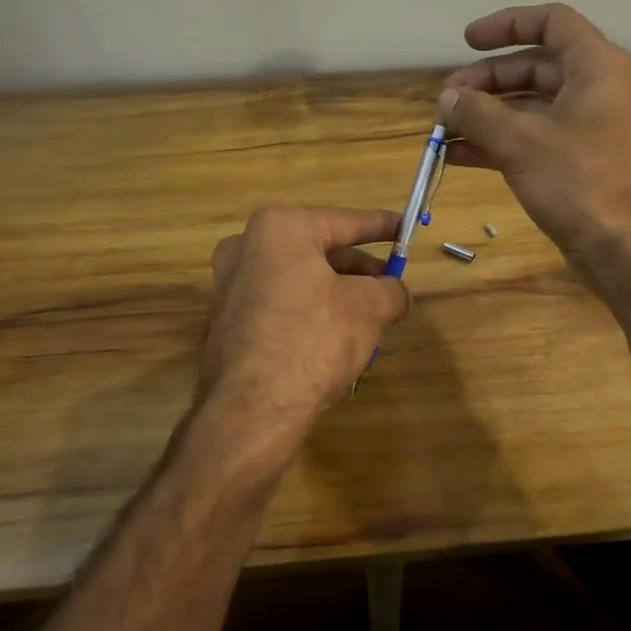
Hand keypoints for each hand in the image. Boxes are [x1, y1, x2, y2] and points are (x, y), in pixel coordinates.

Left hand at [197, 206, 410, 446]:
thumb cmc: (314, 340)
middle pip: (319, 251)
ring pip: (300, 279)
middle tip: (389, 286)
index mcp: (281, 228)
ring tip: (370, 320)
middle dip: (358, 270)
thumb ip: (391, 290)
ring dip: (336, 294)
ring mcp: (230, 283)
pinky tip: (334, 339)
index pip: (345, 221)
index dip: (382, 227)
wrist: (252, 408)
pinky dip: (310, 312)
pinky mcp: (226, 319)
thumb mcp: (369, 309)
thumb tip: (396, 292)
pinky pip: (280, 304)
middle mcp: (247, 246)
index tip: (405, 229)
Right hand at [439, 3, 630, 279]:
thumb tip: (448, 99)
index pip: (551, 22)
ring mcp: (586, 129)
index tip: (466, 42)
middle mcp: (594, 90)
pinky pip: (531, 140)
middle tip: (446, 100)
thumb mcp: (521, 142)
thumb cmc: (581, 182)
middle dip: (486, 80)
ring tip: (443, 130)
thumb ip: (479, 113)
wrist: (629, 251)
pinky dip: (496, 144)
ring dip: (485, 115)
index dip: (507, 24)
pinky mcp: (577, 164)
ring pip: (528, 107)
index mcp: (595, 66)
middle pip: (534, 67)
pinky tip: (458, 156)